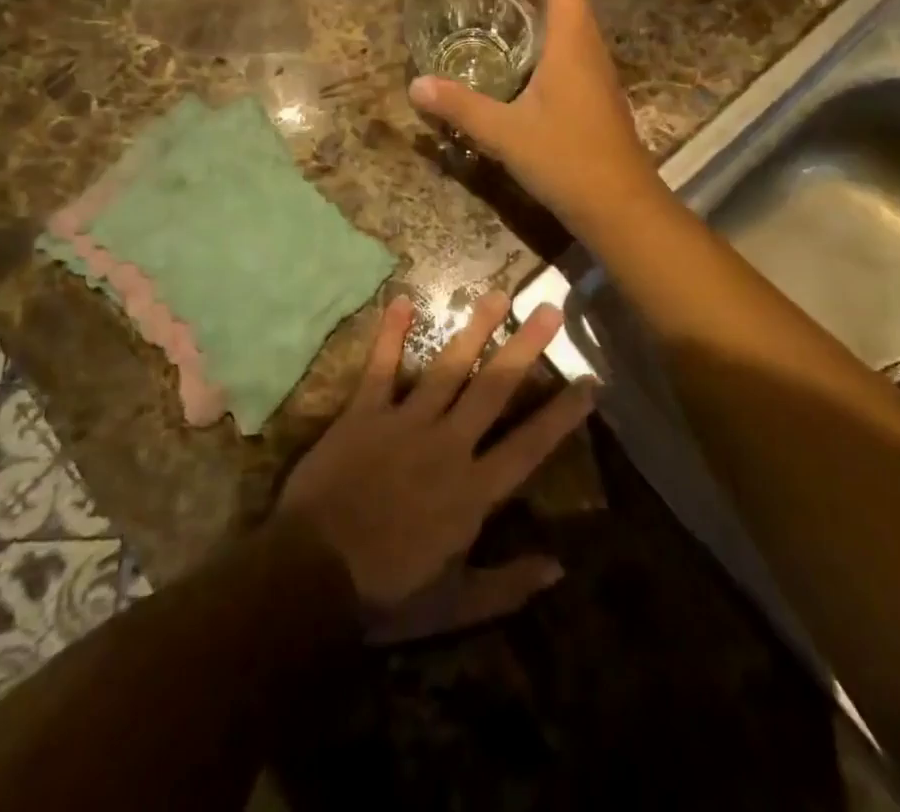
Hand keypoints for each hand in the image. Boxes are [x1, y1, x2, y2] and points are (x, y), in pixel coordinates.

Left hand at [276, 291, 594, 642]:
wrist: (310, 576)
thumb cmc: (386, 593)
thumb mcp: (454, 605)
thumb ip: (507, 585)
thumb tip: (560, 567)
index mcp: (473, 491)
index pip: (530, 445)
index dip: (562, 414)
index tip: (589, 380)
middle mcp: (448, 445)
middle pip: (494, 389)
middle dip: (524, 348)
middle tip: (548, 309)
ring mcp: (406, 423)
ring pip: (447, 368)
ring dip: (473, 329)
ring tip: (496, 294)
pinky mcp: (366, 413)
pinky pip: (381, 368)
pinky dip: (390, 334)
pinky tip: (401, 299)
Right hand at [408, 0, 662, 233]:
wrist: (621, 205)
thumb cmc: (567, 159)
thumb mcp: (506, 132)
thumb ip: (462, 107)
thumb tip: (415, 85)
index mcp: (572, 46)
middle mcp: (589, 53)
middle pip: (572, 0)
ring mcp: (597, 78)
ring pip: (576, 26)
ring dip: (553, 4)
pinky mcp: (597, 100)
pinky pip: (576, 50)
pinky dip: (556, 34)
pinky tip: (537, 53)